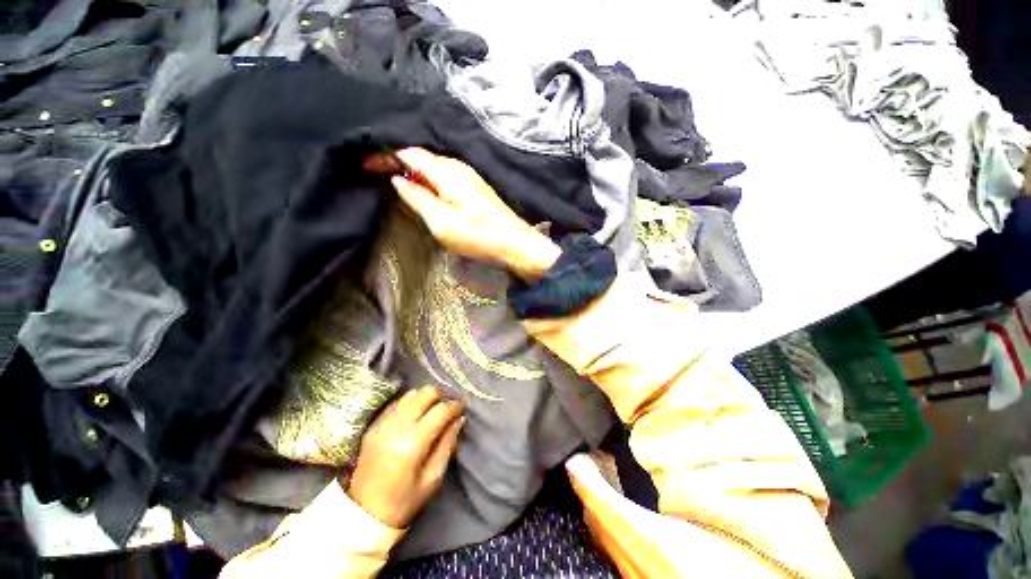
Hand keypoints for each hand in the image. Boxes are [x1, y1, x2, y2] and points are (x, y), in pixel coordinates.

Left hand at [345, 387, 464, 527]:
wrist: (364, 515)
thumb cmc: (405, 501)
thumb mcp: (433, 477)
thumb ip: (448, 444)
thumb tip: (460, 419)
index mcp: (412, 444)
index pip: (440, 411)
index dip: (455, 406)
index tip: (462, 408)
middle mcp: (396, 427)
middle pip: (425, 394)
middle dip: (441, 396)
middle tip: (448, 407)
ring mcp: (382, 424)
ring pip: (411, 394)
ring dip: (425, 397)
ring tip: (433, 409)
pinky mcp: (373, 426)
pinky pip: (397, 403)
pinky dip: (410, 403)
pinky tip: (415, 414)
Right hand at [364, 147, 560, 280]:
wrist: (514, 244)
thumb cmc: (478, 236)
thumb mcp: (442, 222)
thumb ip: (418, 198)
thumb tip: (398, 179)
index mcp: (448, 173)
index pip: (411, 154)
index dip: (387, 156)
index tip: (367, 165)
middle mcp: (459, 168)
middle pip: (423, 157)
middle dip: (399, 162)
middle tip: (378, 174)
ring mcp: (470, 177)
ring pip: (435, 166)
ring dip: (414, 171)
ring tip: (398, 182)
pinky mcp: (476, 188)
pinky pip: (446, 176)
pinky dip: (430, 179)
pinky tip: (425, 190)